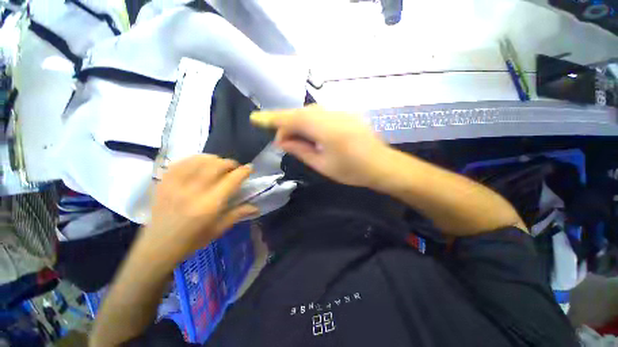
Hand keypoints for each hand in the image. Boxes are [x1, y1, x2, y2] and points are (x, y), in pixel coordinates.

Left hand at [140, 155, 257, 265]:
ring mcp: (176, 185)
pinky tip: (201, 163)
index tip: (250, 168)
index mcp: (209, 205)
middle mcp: (194, 192)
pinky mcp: (164, 182)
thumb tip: (257, 207)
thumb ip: (238, 214)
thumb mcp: (219, 229)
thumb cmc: (192, 241)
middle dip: (230, 163)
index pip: (232, 180)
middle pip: (217, 166)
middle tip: (234, 168)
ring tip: (219, 164)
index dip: (244, 171)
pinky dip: (195, 159)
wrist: (157, 246)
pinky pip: (182, 162)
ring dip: (215, 159)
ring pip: (200, 160)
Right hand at [251, 105, 389, 186]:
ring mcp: (341, 112)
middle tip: (282, 141)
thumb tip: (282, 141)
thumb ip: (301, 150)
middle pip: (300, 113)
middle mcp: (332, 115)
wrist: (382, 165)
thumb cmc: (352, 170)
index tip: (256, 118)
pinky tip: (310, 134)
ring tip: (294, 139)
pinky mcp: (345, 114)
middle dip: (286, 124)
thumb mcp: (322, 164)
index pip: (293, 119)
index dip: (273, 118)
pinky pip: (321, 114)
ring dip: (298, 123)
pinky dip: (310, 122)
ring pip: (310, 112)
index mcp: (326, 129)